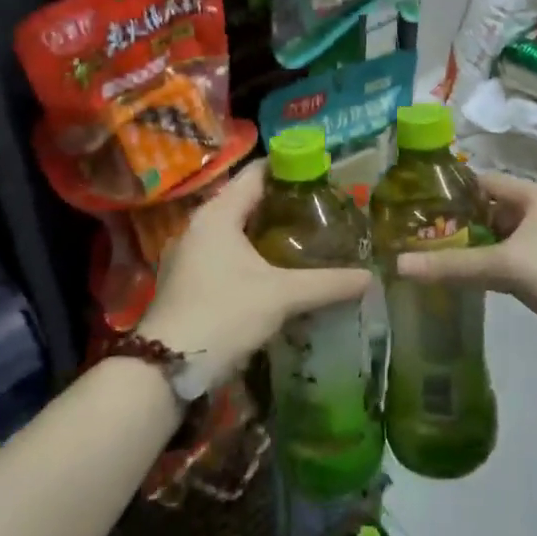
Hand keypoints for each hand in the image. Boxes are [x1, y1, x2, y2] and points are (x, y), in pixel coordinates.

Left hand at [140, 161, 371, 384]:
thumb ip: (327, 283)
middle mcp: (200, 225)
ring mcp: (189, 253)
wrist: (166, 368)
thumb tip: (370, 277)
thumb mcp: (281, 296)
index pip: (257, 173)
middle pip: (247, 200)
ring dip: (266, 231)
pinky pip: (226, 252)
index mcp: (218, 213)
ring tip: (306, 235)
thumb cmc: (223, 315)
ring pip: (236, 229)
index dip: (290, 167)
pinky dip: (251, 253)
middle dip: (283, 202)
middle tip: (323, 206)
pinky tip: (276, 269)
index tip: (323, 171)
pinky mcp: (187, 279)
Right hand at [396, 172, 536, 378]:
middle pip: (487, 212)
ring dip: (466, 249)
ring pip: (495, 241)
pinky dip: (482, 270)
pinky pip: (504, 265)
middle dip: (453, 223)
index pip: (482, 182)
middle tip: (410, 235)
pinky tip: (455, 281)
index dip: (449, 191)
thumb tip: (397, 265)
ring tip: (423, 257)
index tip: (411, 204)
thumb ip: (453, 265)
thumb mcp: (508, 267)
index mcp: (536, 197)